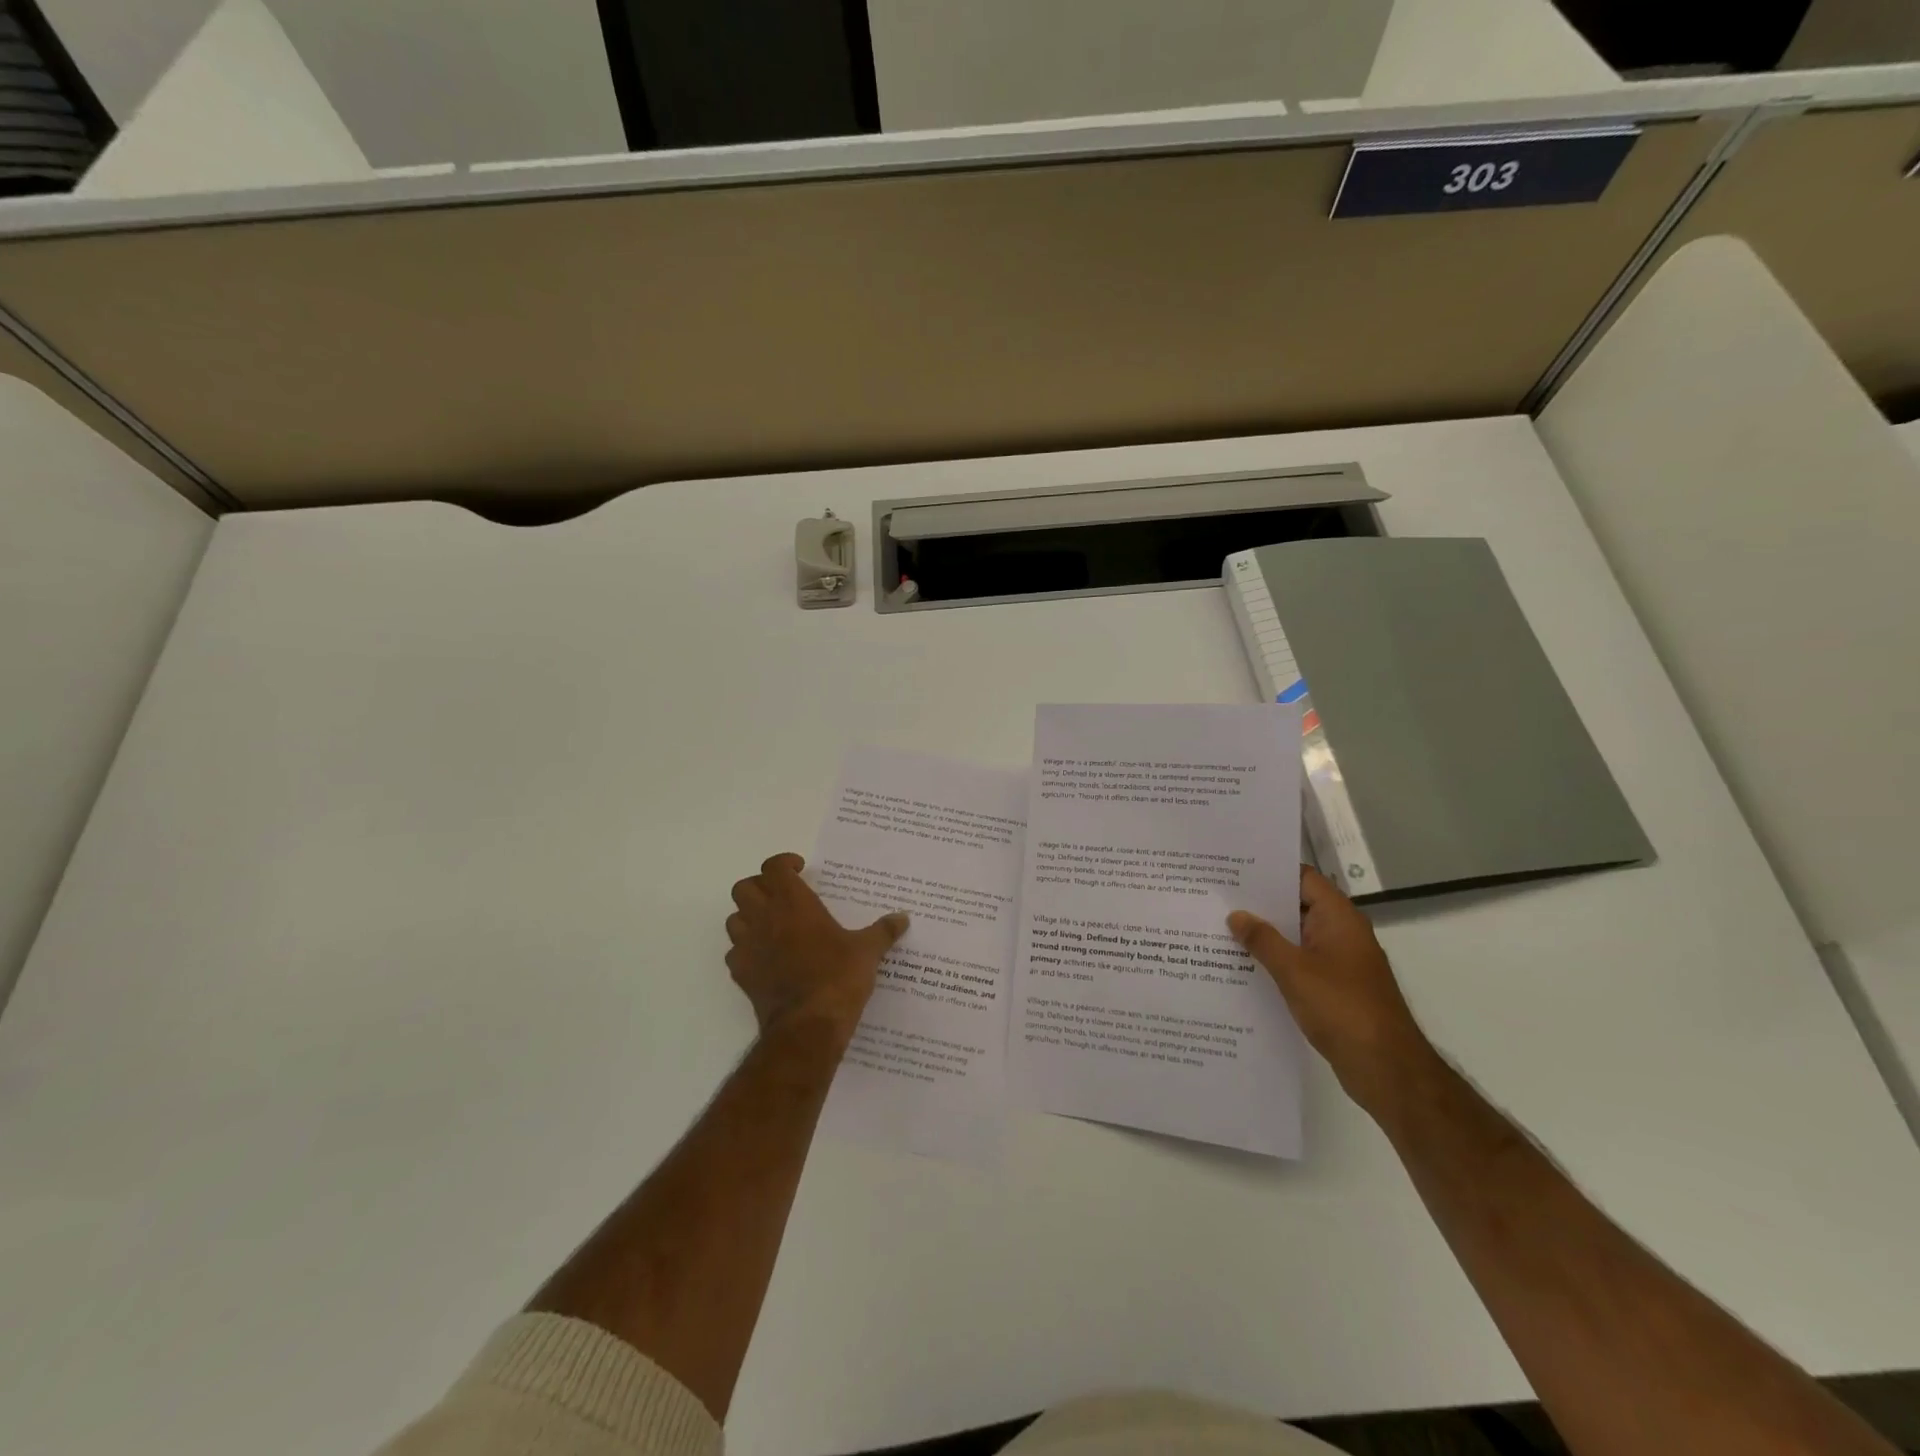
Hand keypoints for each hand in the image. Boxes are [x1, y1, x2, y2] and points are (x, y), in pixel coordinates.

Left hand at [725, 853, 908, 1039]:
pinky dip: (746, 949)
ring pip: (733, 918)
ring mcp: (748, 947)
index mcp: (794, 903)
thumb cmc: (838, 978)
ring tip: (772, 924)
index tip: (800, 870)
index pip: (774, 868)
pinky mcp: (741, 974)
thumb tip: (903, 918)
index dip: (784, 863)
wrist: (807, 1027)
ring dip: (748, 916)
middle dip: (760, 886)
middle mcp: (765, 918)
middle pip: (744, 888)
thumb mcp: (868, 952)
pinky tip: (766, 957)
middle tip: (782, 895)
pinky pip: (735, 952)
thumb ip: (883, 931)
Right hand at [1228, 866, 1437, 1115]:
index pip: (1302, 878)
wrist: (1386, 1068)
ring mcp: (1340, 961)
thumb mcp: (1294, 970)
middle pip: (1297, 905)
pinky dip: (1276, 960)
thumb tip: (1236, 914)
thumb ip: (1263, 939)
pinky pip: (1300, 962)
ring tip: (1222, 929)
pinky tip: (1244, 966)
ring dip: (1266, 934)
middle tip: (1218, 898)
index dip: (1269, 871)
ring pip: (1297, 936)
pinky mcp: (1336, 988)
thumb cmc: (1342, 1008)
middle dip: (1261, 904)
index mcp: (1339, 918)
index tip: (1233, 869)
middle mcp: (1342, 933)